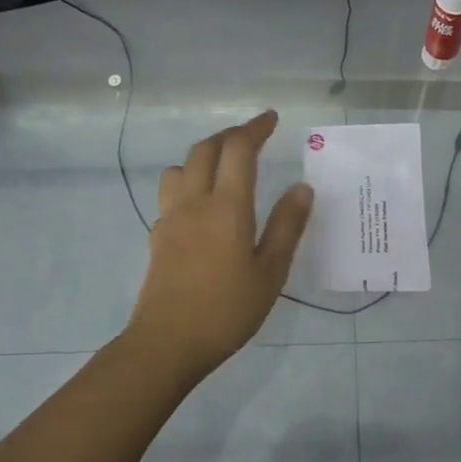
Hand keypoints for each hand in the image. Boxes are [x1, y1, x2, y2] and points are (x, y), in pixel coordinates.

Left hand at [124, 111, 312, 377]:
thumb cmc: (227, 310)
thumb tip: (302, 188)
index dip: (255, 128)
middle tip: (252, 137)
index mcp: (227, 207)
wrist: (168, 343)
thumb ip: (287, 226)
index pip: (239, 150)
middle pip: (205, 150)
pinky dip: (188, 183)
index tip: (271, 119)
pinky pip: (171, 194)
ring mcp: (171, 218)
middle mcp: (194, 202)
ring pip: (181, 168)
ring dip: (203, 156)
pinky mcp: (158, 237)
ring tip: (223, 167)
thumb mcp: (270, 272)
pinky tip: (201, 206)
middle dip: (230, 136)